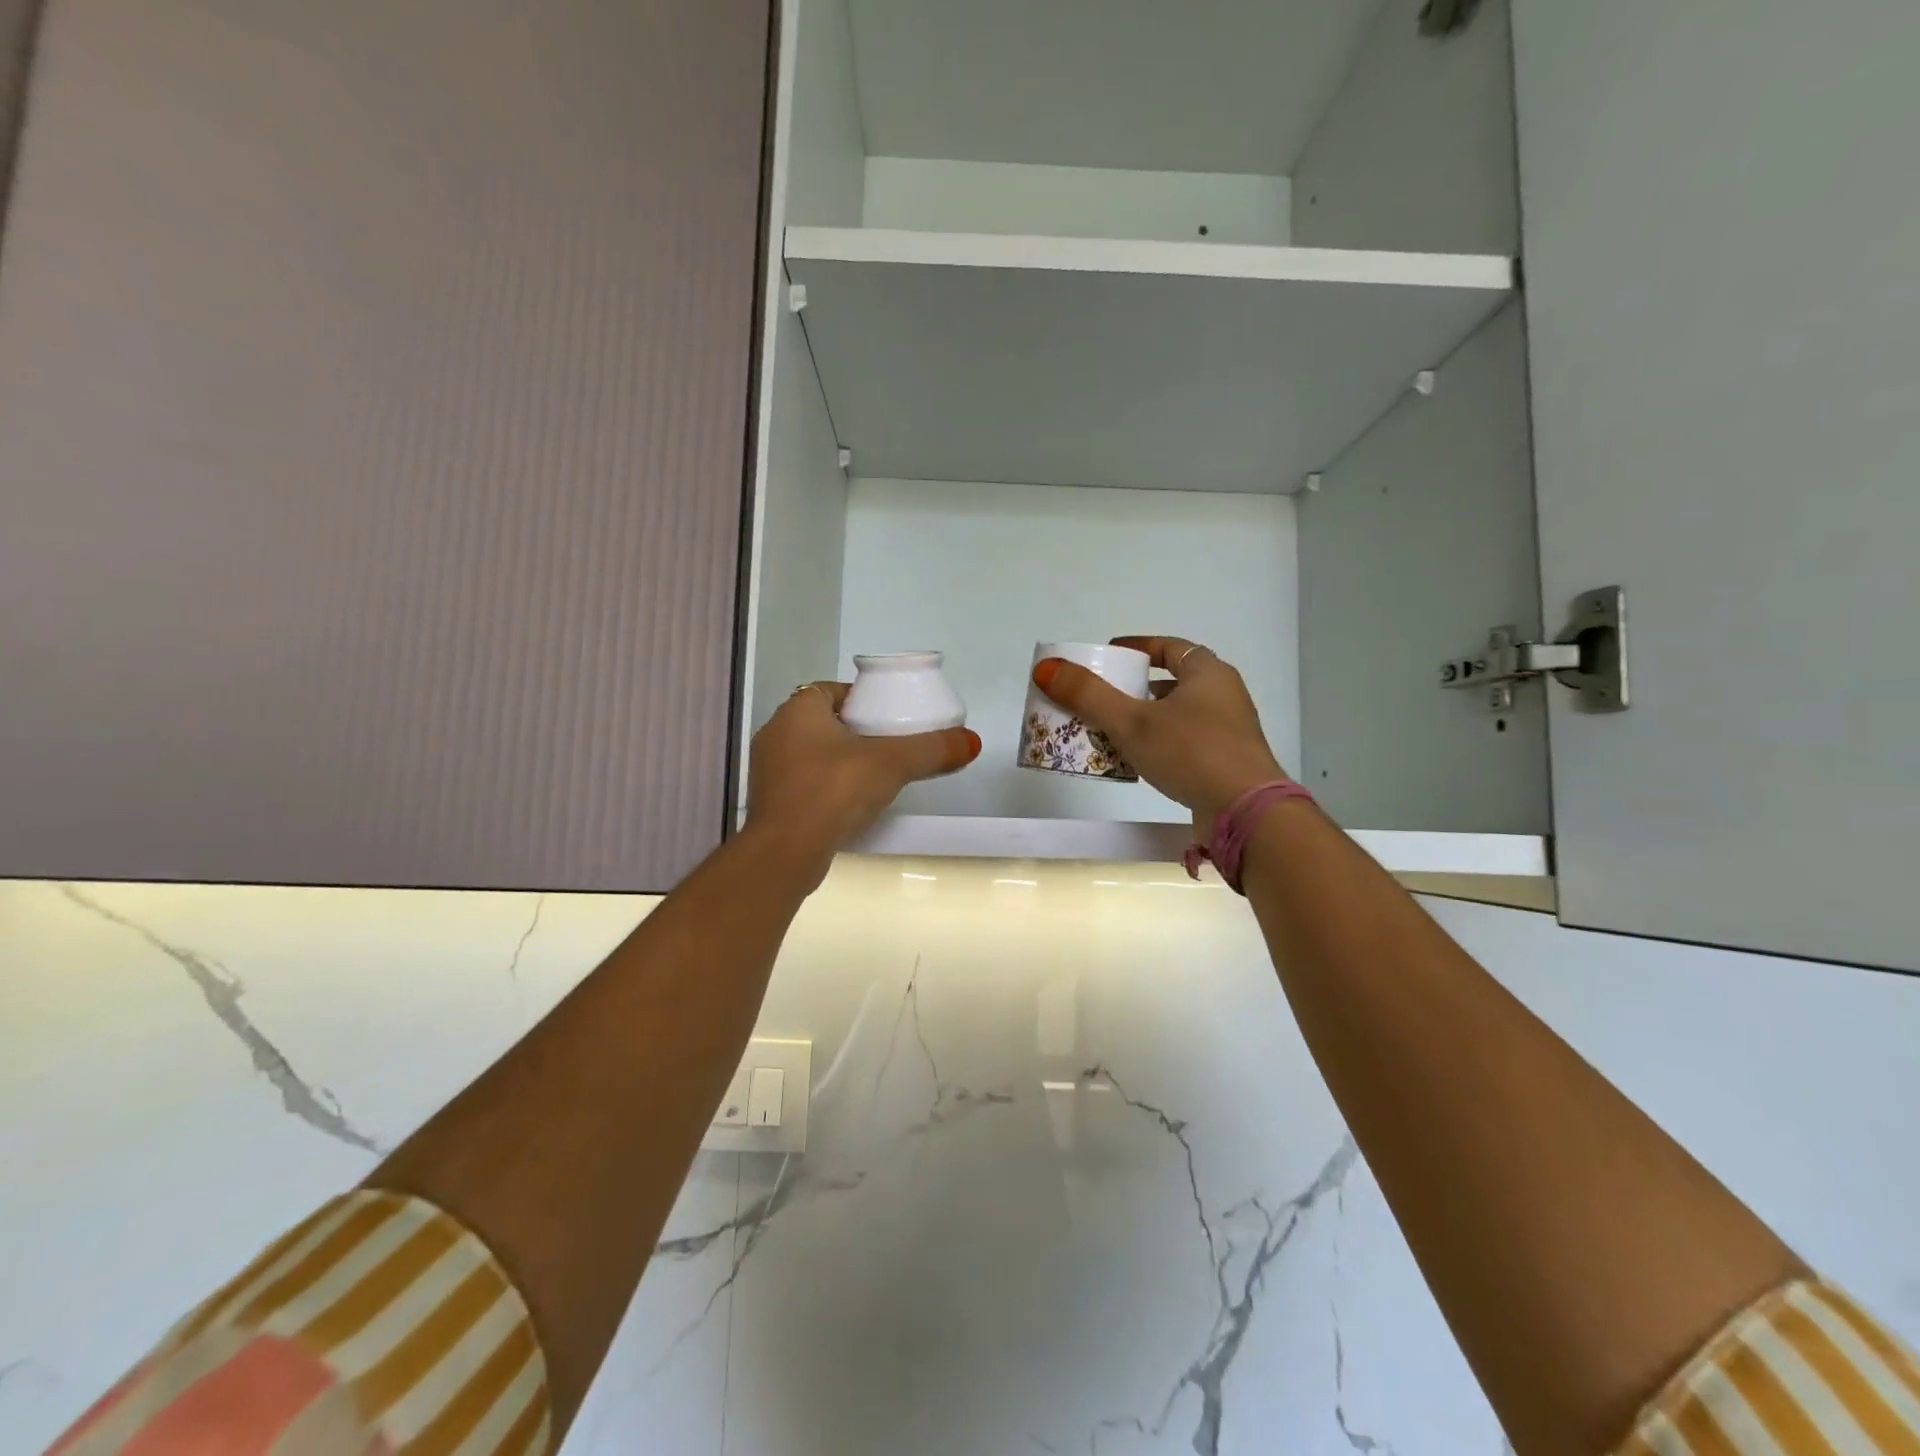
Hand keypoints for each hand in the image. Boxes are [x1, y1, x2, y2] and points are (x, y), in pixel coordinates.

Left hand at [745, 682, 980, 881]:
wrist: (786, 853)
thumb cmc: (834, 791)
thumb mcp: (892, 763)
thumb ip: (932, 750)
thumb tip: (972, 741)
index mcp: (797, 710)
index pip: (832, 690)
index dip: (861, 699)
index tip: (889, 717)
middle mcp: (776, 733)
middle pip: (824, 722)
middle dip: (855, 731)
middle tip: (890, 746)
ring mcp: (769, 771)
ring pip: (813, 754)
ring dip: (841, 761)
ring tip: (876, 776)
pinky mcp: (770, 804)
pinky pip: (805, 784)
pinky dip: (828, 788)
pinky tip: (852, 804)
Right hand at [1032, 637, 1286, 826]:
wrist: (1247, 813)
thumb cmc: (1192, 753)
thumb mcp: (1133, 722)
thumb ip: (1089, 695)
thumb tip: (1046, 668)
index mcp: (1208, 673)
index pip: (1171, 647)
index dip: (1139, 647)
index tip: (1112, 654)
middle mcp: (1223, 696)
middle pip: (1172, 682)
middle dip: (1135, 688)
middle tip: (1102, 696)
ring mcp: (1228, 732)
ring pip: (1177, 716)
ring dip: (1144, 719)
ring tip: (1110, 729)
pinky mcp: (1225, 764)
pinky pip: (1184, 744)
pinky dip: (1157, 745)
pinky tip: (1135, 761)